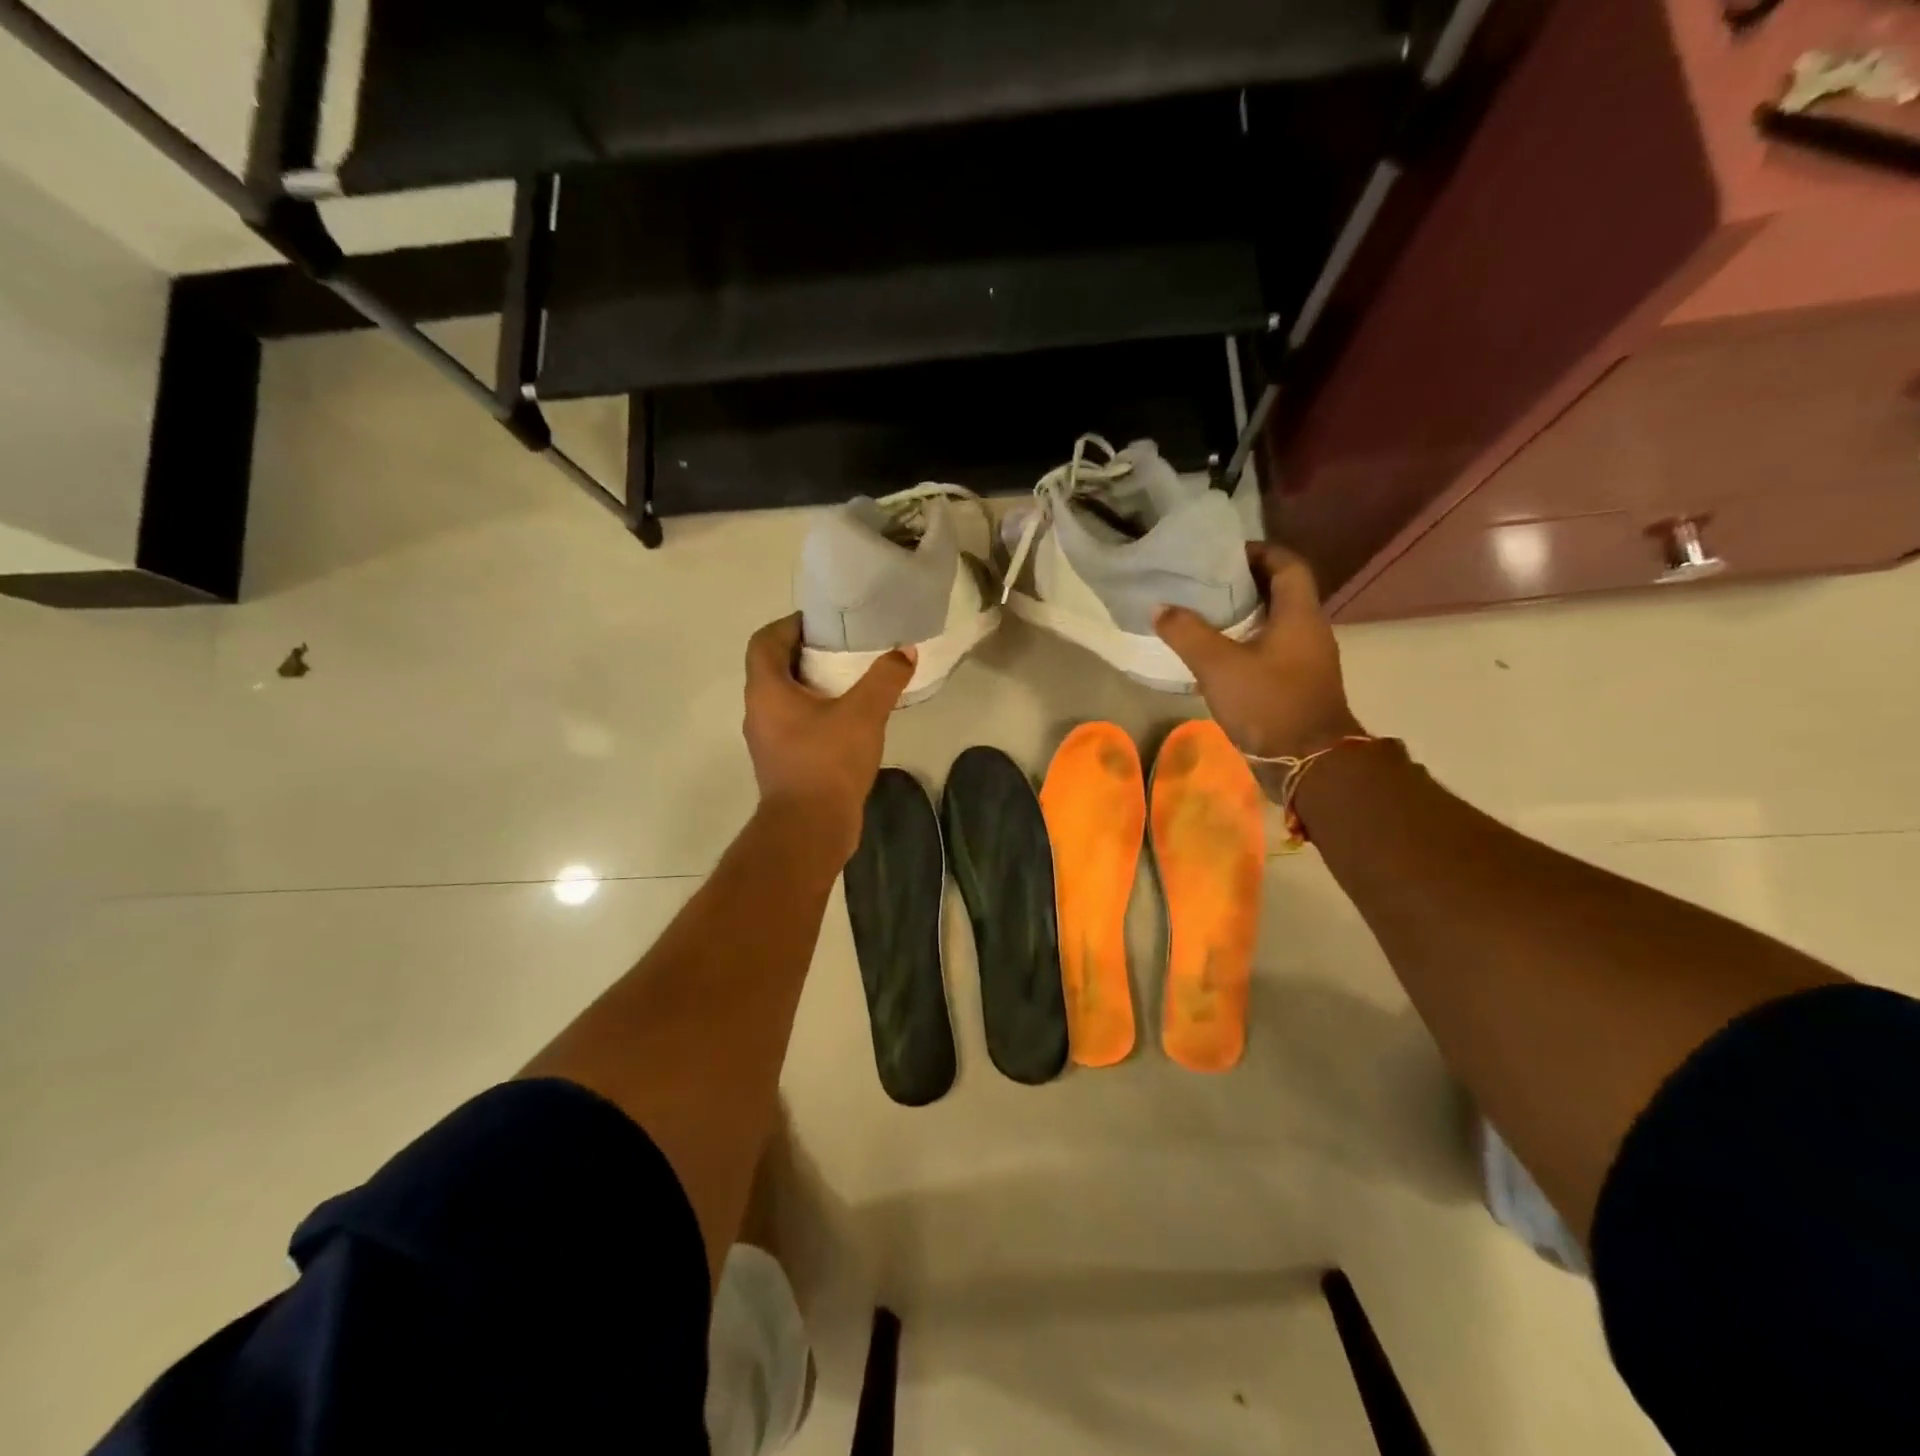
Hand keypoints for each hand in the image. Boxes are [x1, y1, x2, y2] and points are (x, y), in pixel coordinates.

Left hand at [742, 614, 915, 864]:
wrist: (810, 828)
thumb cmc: (828, 762)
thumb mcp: (864, 713)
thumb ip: (885, 678)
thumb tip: (905, 652)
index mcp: (767, 690)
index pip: (765, 640)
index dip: (790, 625)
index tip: (823, 624)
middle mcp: (759, 711)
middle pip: (775, 667)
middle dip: (807, 653)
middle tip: (845, 649)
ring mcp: (768, 740)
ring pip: (786, 698)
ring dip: (814, 686)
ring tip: (852, 681)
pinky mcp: (783, 762)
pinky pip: (796, 724)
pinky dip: (817, 713)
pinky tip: (850, 719)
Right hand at [1154, 543, 1362, 760]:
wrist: (1308, 763)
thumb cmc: (1268, 703)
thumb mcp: (1219, 666)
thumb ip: (1187, 633)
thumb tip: (1160, 608)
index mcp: (1299, 614)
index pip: (1288, 565)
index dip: (1259, 552)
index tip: (1224, 555)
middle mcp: (1310, 630)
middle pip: (1281, 592)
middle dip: (1245, 584)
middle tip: (1205, 585)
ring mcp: (1307, 660)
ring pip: (1275, 623)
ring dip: (1244, 616)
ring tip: (1204, 617)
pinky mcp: (1298, 684)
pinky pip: (1272, 650)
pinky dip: (1247, 644)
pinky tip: (1217, 657)